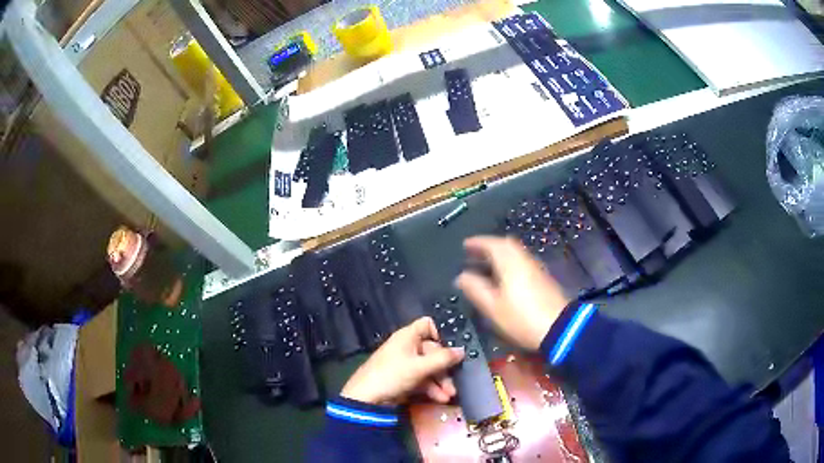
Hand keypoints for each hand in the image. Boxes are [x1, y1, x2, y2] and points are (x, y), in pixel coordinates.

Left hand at [341, 317, 464, 405]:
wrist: (366, 399)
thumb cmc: (392, 375)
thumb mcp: (420, 367)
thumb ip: (443, 359)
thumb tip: (462, 350)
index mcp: (408, 336)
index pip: (428, 325)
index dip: (441, 333)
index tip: (453, 348)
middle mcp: (407, 347)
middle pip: (433, 351)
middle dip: (445, 368)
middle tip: (455, 381)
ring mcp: (405, 364)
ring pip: (429, 368)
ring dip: (441, 382)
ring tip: (449, 395)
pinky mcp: (403, 380)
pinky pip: (422, 380)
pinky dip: (432, 389)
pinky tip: (440, 399)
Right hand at [456, 236, 568, 349]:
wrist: (559, 328)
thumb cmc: (522, 318)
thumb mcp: (493, 307)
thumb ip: (475, 289)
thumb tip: (461, 277)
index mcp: (510, 263)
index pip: (492, 243)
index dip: (477, 242)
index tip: (466, 244)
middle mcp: (524, 260)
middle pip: (506, 245)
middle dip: (489, 246)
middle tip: (475, 253)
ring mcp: (536, 268)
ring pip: (516, 253)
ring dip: (500, 254)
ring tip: (486, 265)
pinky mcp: (543, 278)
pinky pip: (522, 262)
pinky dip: (510, 263)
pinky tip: (504, 278)